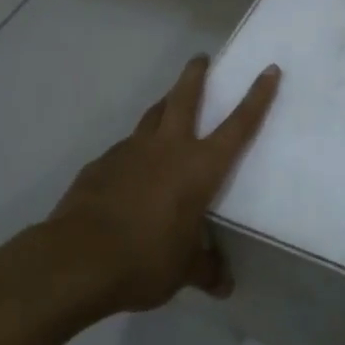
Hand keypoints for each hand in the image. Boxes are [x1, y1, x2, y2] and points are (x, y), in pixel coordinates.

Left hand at [48, 55, 278, 316]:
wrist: (76, 260)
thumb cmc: (145, 259)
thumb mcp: (182, 270)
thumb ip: (204, 269)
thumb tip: (224, 286)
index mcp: (200, 167)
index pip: (239, 125)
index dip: (257, 97)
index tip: (268, 69)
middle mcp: (169, 147)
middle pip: (185, 97)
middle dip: (195, 74)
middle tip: (200, 58)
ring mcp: (131, 151)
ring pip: (152, 115)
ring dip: (163, 105)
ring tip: (167, 104)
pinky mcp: (101, 164)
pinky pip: (124, 148)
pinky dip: (133, 150)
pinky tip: (129, 169)